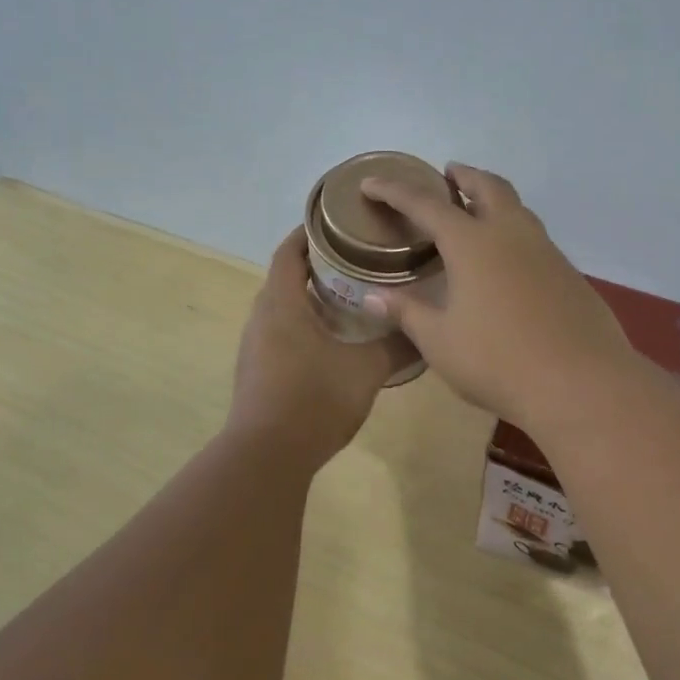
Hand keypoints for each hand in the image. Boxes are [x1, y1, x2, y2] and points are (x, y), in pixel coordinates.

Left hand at [226, 230, 414, 465]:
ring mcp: (254, 349)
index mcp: (282, 305)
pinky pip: (279, 336)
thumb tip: (425, 333)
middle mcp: (261, 320)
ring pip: (281, 311)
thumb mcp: (366, 371)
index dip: (307, 234)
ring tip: (348, 301)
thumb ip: (397, 347)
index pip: (288, 253)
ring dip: (309, 302)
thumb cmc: (315, 400)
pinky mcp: (256, 374)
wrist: (267, 456)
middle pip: (284, 280)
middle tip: (355, 264)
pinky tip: (331, 345)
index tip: (335, 224)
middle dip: (315, 268)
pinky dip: (302, 329)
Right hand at [359, 164, 636, 425]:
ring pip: (518, 208)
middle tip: (447, 175)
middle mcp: (511, 235)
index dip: (394, 191)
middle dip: (464, 176)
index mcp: (472, 243)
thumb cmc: (497, 361)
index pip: (425, 204)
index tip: (371, 183)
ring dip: (494, 199)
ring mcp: (546, 251)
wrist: (580, 383)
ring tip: (477, 211)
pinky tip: (508, 262)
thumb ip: (407, 312)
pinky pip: (535, 238)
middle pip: (487, 186)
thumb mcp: (440, 341)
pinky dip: (514, 232)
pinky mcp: (569, 274)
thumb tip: (372, 297)